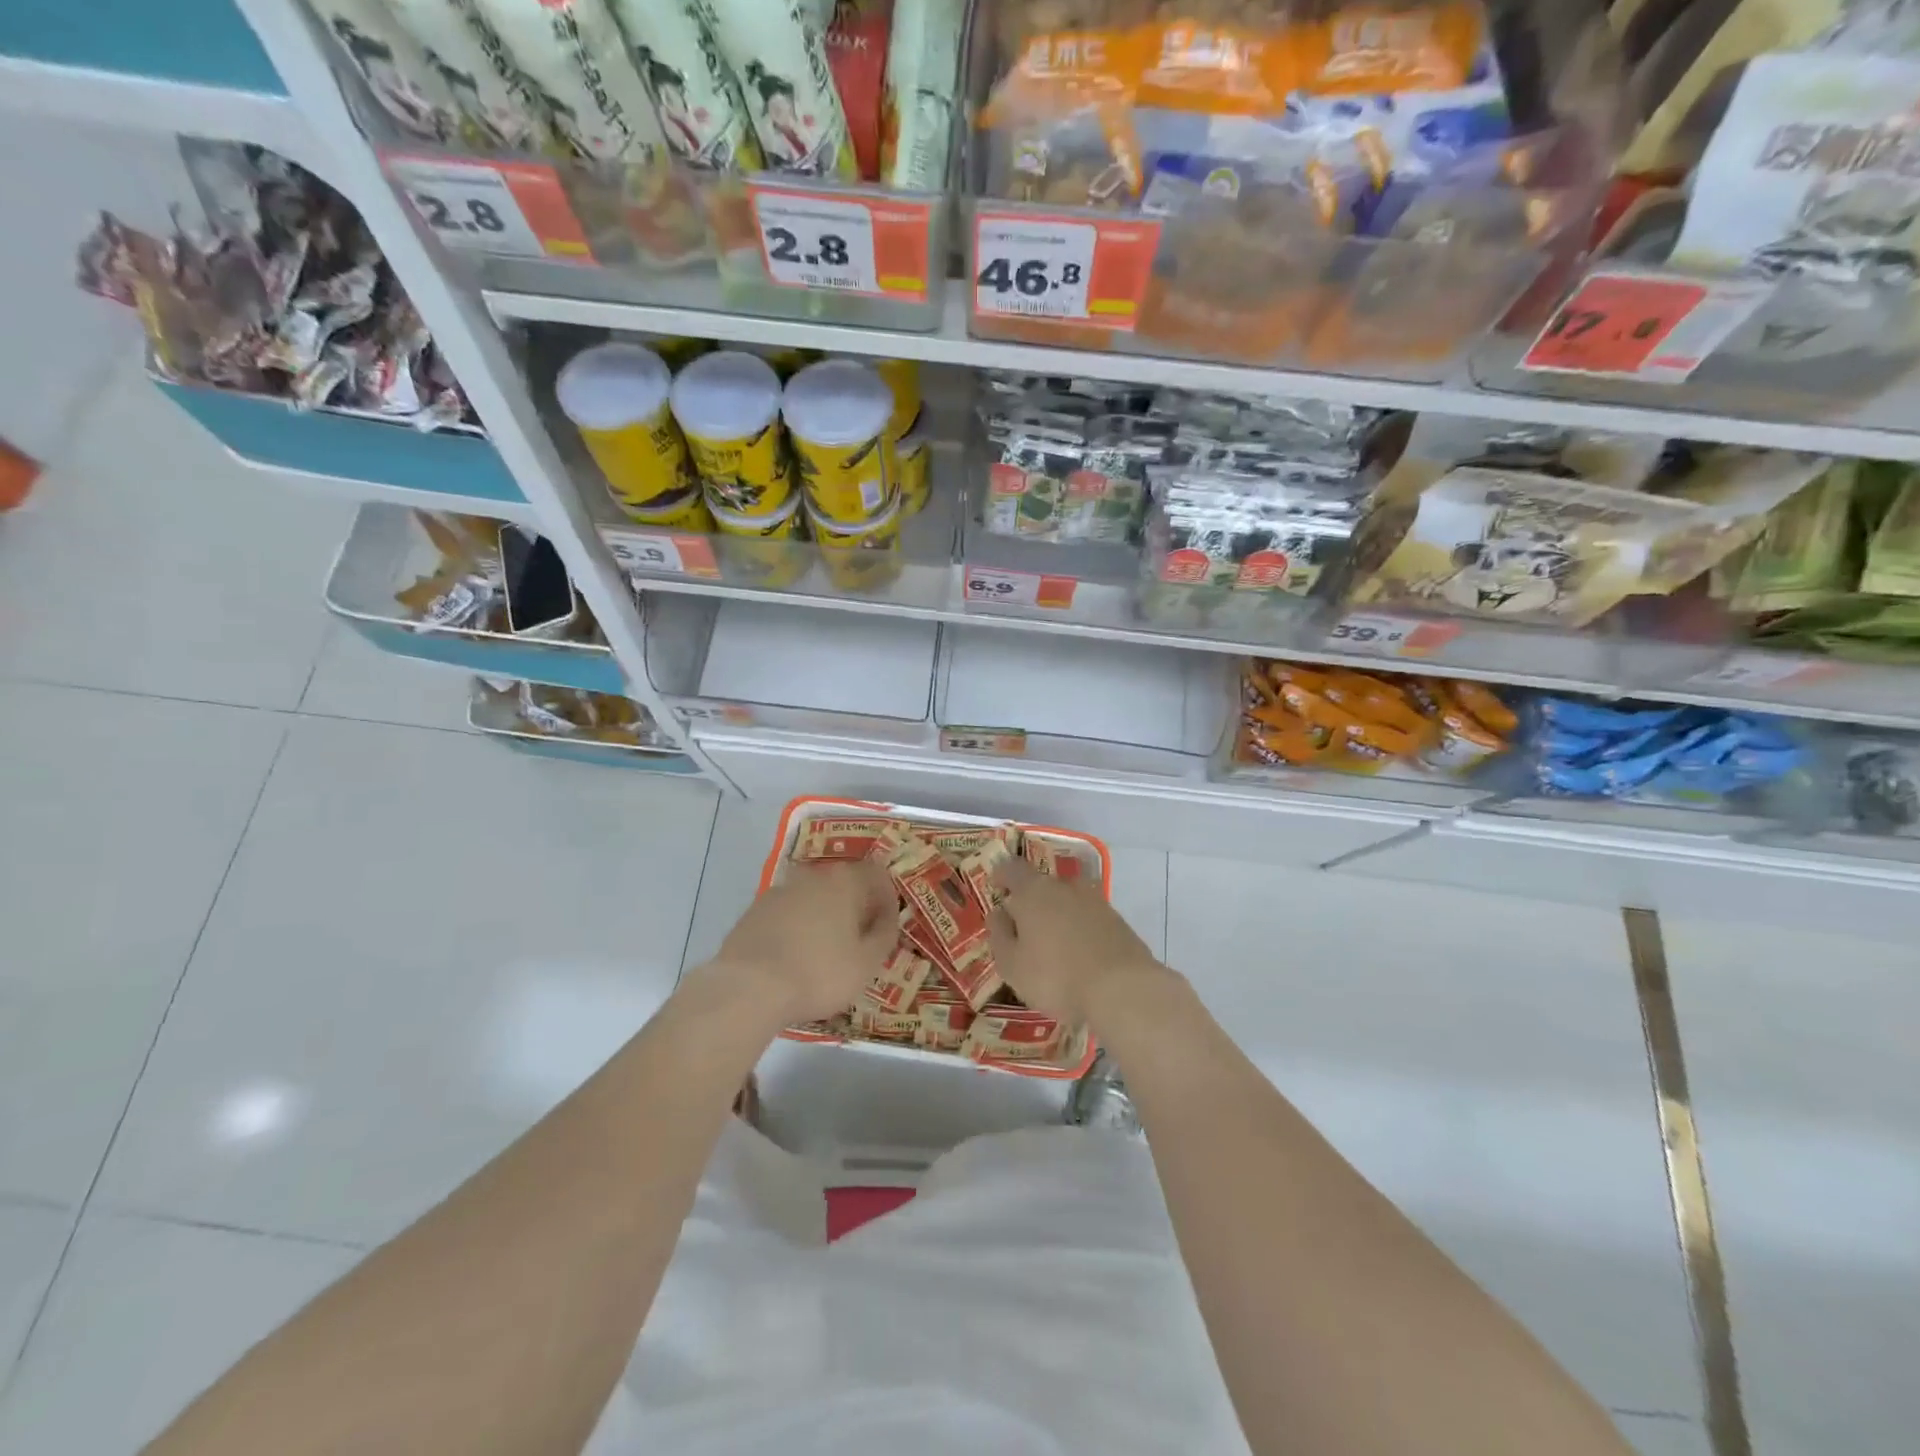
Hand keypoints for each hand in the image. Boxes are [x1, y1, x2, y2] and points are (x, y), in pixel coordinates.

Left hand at [697, 860, 896, 1028]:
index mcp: (845, 881)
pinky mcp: (754, 910)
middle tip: (858, 942)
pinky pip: (788, 913)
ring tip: (825, 953)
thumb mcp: (866, 963)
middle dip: (855, 908)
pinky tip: (794, 957)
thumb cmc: (819, 973)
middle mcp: (813, 875)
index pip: (878, 876)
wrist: (748, 988)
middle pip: (844, 884)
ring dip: (825, 917)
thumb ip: (884, 936)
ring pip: (814, 898)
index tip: (886, 929)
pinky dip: (797, 928)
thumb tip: (886, 920)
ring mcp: (780, 891)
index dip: (887, 901)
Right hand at [989, 859, 1168, 1028]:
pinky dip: (1080, 932)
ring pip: (1068, 902)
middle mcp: (1066, 887)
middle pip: (1043, 886)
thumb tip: (999, 913)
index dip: (1002, 875)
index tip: (997, 888)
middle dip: (1031, 903)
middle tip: (1023, 930)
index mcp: (1034, 891)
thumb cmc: (1056, 976)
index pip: (1012, 868)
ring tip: (1052, 948)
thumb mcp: (1012, 964)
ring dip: (1058, 918)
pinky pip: (1089, 920)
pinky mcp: (1119, 922)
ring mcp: (1096, 902)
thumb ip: (1000, 934)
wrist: (1123, 989)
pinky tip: (1079, 959)